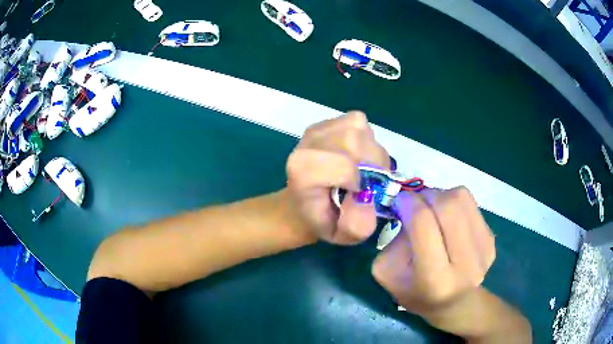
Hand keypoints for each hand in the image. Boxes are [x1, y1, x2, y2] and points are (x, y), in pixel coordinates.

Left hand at [286, 111, 389, 244]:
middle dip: (373, 166)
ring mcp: (319, 127)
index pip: (345, 167)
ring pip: (363, 132)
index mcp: (303, 169)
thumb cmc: (323, 219)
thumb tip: (368, 197)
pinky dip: (366, 142)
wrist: (304, 203)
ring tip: (359, 170)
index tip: (356, 195)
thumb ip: (357, 224)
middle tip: (364, 184)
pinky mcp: (330, 120)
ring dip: (371, 155)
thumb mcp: (341, 235)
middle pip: (358, 143)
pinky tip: (355, 157)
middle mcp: (308, 142)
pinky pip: (361, 125)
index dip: (360, 183)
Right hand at [372, 187, 495, 332]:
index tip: (399, 201)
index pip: (424, 224)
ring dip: (440, 196)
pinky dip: (453, 203)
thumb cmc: (416, 292)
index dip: (409, 204)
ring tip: (432, 210)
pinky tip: (448, 220)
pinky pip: (470, 204)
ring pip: (461, 198)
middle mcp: (466, 264)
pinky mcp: (492, 238)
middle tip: (415, 202)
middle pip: (448, 206)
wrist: (454, 303)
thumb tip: (409, 205)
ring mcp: (484, 250)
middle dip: (426, 195)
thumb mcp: (388, 273)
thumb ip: (393, 239)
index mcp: (435, 280)